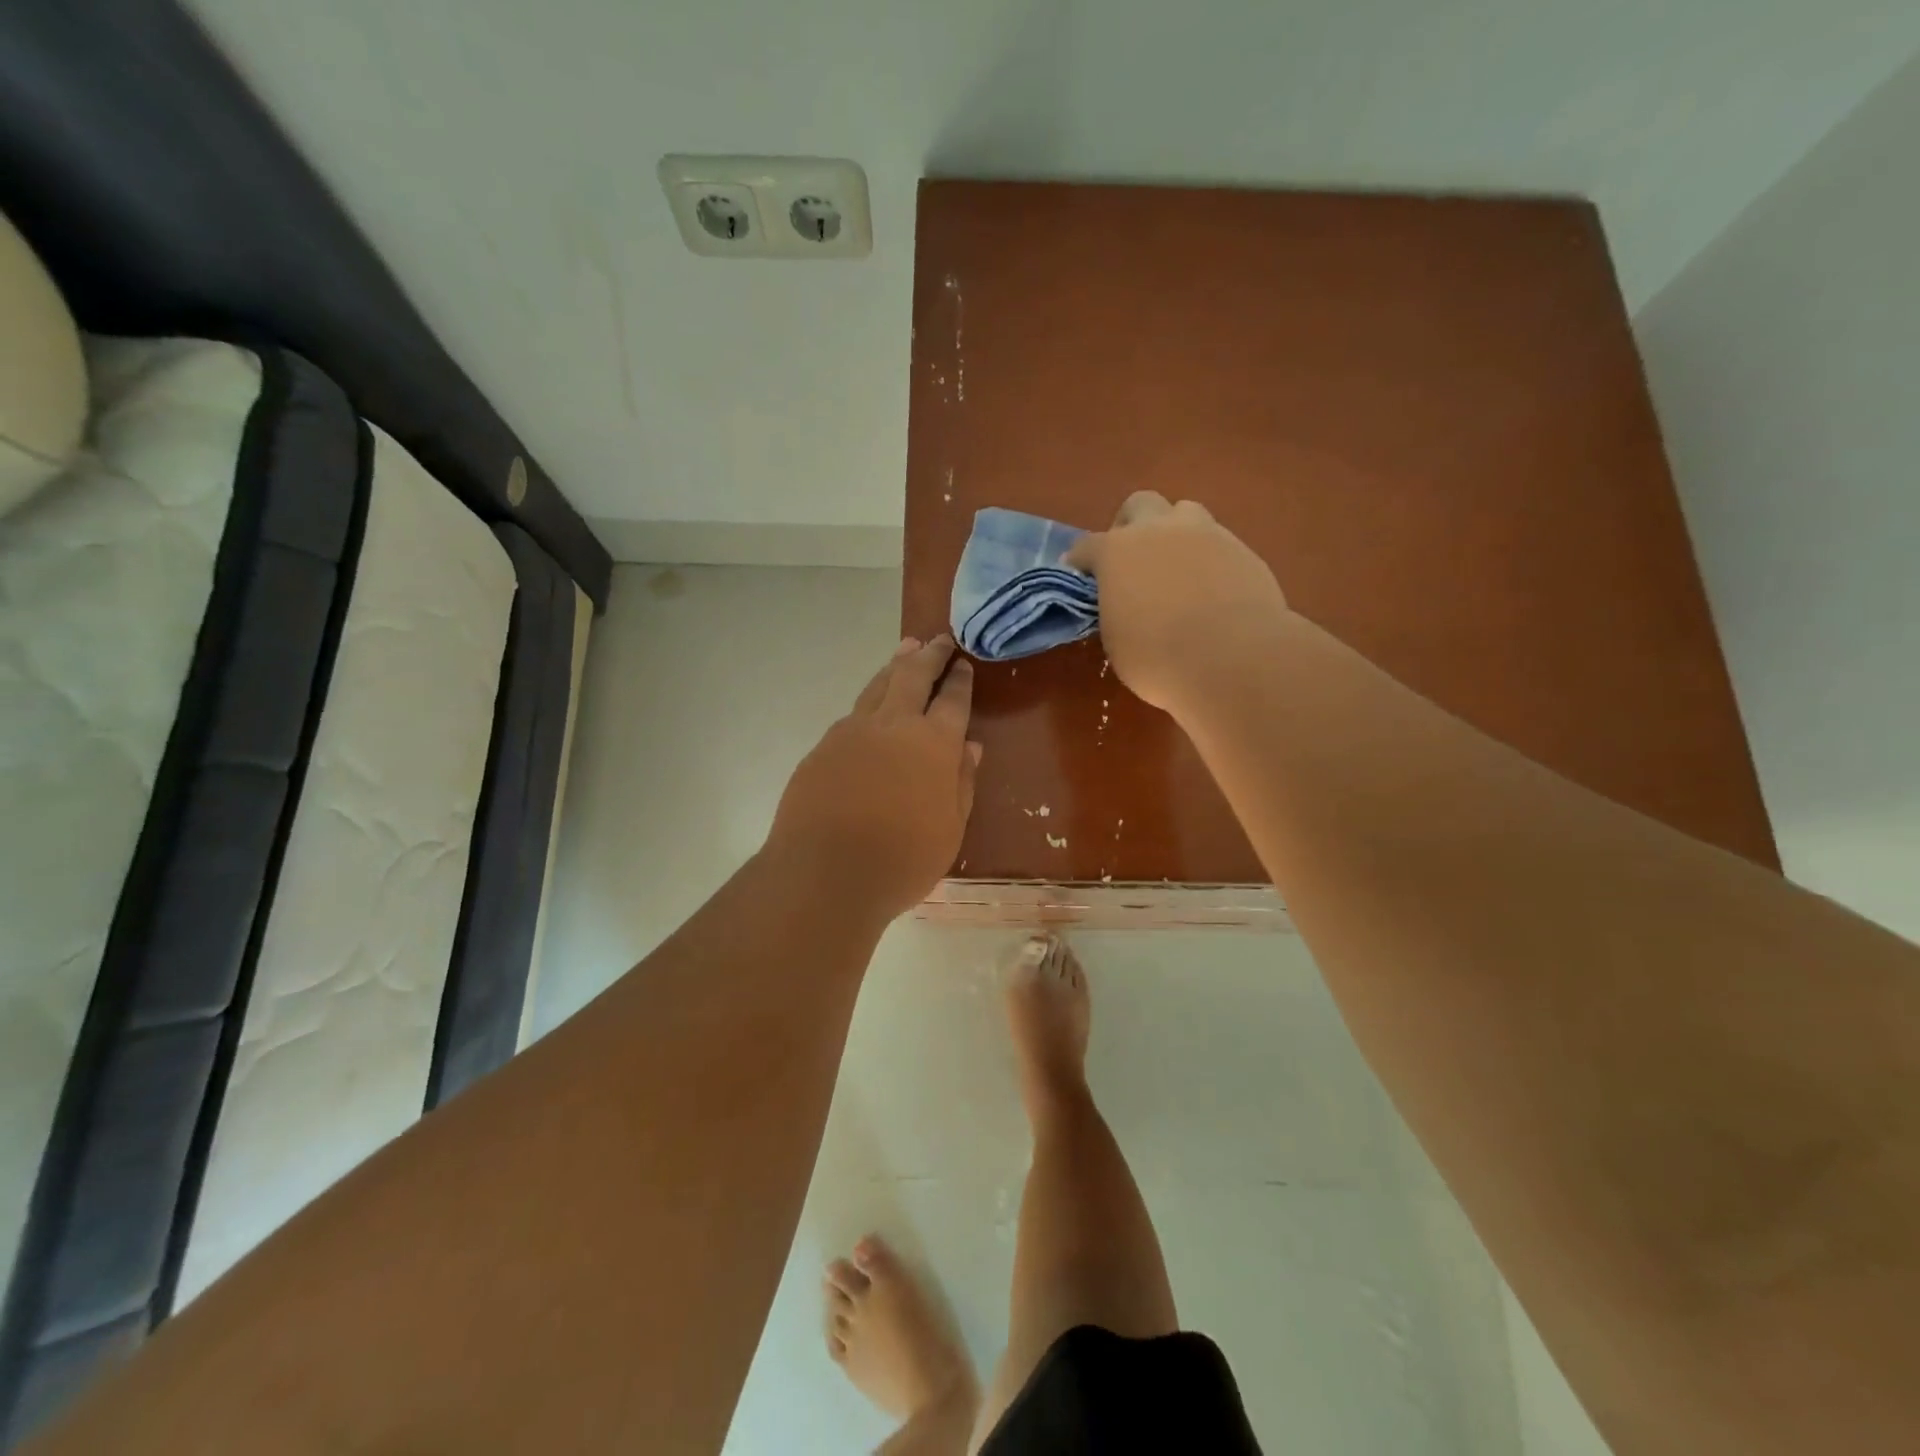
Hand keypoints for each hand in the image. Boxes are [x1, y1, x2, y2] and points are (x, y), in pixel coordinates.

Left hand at [766, 635, 980, 918]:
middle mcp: (893, 725)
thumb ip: (962, 783)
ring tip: (906, 649)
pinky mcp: (823, 747)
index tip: (963, 664)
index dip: (960, 680)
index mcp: (934, 743)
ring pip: (878, 686)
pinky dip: (869, 701)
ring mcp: (853, 732)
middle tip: (940, 640)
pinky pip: (852, 714)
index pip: (953, 700)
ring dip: (896, 666)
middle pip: (913, 676)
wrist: (824, 874)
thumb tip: (970, 747)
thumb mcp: (950, 829)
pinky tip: (871, 707)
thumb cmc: (902, 860)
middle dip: (930, 655)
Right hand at [1064, 491, 1288, 710]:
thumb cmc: (1158, 659)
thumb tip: (1122, 605)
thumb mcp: (1116, 640)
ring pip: (1184, 513)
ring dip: (1173, 534)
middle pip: (1139, 505)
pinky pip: (1217, 543)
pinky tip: (1210, 590)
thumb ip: (1114, 610)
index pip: (1087, 546)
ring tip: (1175, 569)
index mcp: (1117, 551)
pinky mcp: (1243, 550)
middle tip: (1132, 562)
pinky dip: (1207, 559)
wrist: (1234, 660)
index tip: (1080, 576)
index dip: (1081, 561)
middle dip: (1130, 527)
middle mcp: (1159, 530)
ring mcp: (1206, 534)